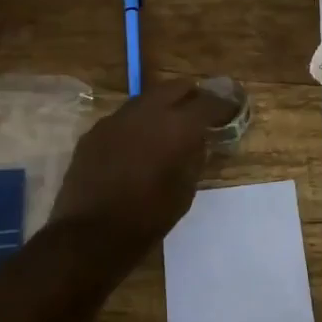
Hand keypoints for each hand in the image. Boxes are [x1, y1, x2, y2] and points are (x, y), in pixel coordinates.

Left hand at [49, 80, 235, 253]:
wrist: (90, 234)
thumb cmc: (148, 217)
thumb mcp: (185, 190)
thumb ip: (194, 157)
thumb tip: (197, 140)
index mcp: (177, 126)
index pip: (208, 102)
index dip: (223, 104)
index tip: (230, 109)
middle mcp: (147, 112)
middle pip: (175, 88)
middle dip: (191, 96)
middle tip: (199, 111)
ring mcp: (116, 119)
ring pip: (146, 99)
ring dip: (161, 107)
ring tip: (168, 126)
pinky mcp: (94, 132)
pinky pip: (123, 119)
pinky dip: (137, 125)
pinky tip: (137, 144)